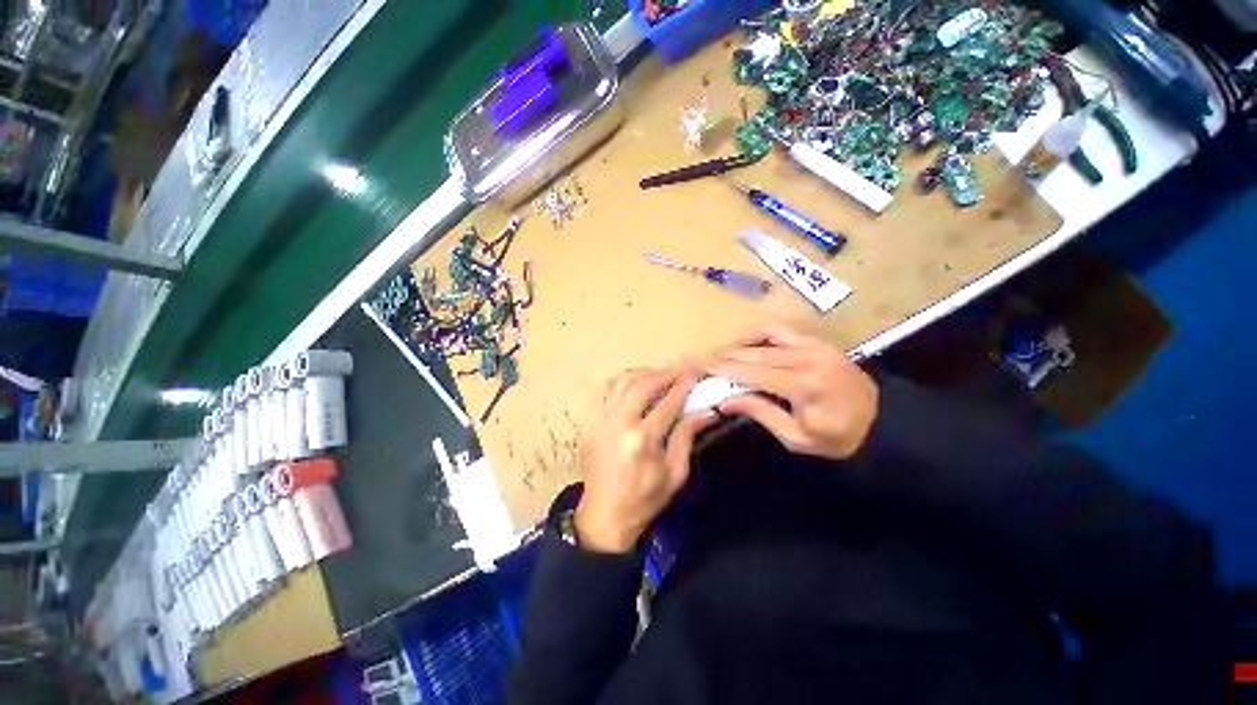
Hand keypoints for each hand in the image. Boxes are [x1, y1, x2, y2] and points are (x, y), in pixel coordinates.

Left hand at [575, 368, 716, 552]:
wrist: (605, 513)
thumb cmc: (645, 498)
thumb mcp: (675, 472)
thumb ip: (687, 436)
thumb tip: (707, 410)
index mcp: (643, 439)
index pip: (668, 401)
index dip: (685, 385)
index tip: (696, 373)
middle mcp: (619, 422)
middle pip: (644, 384)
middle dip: (666, 373)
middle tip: (681, 369)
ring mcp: (600, 419)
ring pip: (623, 381)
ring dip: (645, 372)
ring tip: (661, 374)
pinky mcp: (589, 420)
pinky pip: (607, 389)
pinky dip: (623, 380)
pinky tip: (636, 382)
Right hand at [710, 324, 878, 460]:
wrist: (882, 422)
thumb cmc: (837, 437)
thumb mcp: (796, 437)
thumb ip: (759, 413)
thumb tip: (725, 400)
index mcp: (803, 385)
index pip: (752, 373)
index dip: (725, 370)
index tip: (704, 369)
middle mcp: (806, 359)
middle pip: (755, 355)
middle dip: (727, 358)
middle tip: (708, 365)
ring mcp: (813, 346)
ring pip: (765, 340)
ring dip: (741, 347)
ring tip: (725, 357)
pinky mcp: (818, 342)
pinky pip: (782, 330)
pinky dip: (761, 334)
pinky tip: (748, 342)